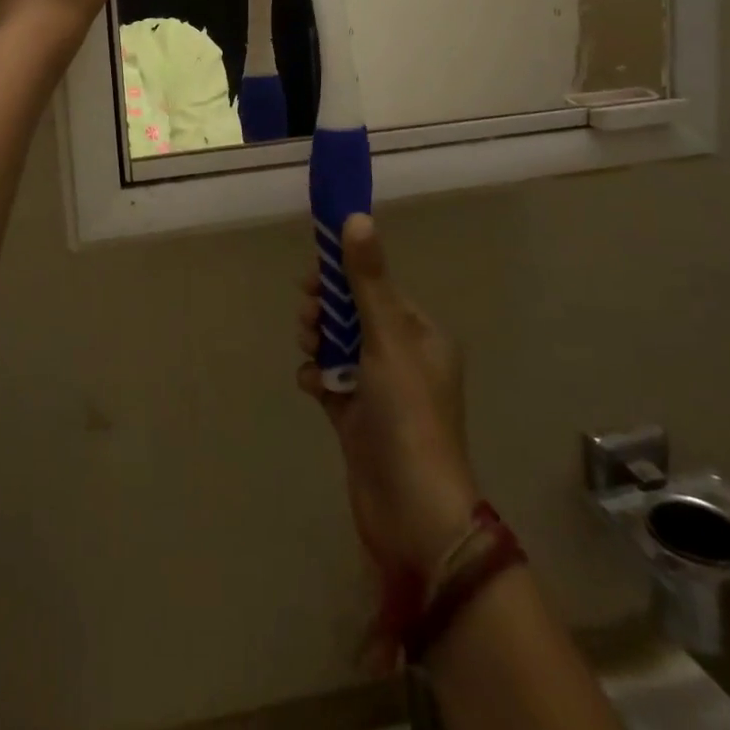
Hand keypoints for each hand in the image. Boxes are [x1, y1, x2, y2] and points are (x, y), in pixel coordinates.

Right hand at [297, 215, 479, 582]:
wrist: (412, 512)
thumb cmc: (406, 414)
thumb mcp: (387, 338)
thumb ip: (367, 278)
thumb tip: (357, 216)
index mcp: (420, 335)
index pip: (377, 287)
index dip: (344, 276)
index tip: (313, 274)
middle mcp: (402, 357)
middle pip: (353, 314)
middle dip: (326, 309)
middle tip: (309, 316)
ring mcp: (378, 390)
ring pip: (337, 345)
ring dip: (318, 340)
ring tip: (309, 349)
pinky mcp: (356, 419)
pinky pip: (329, 380)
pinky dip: (317, 377)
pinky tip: (312, 385)